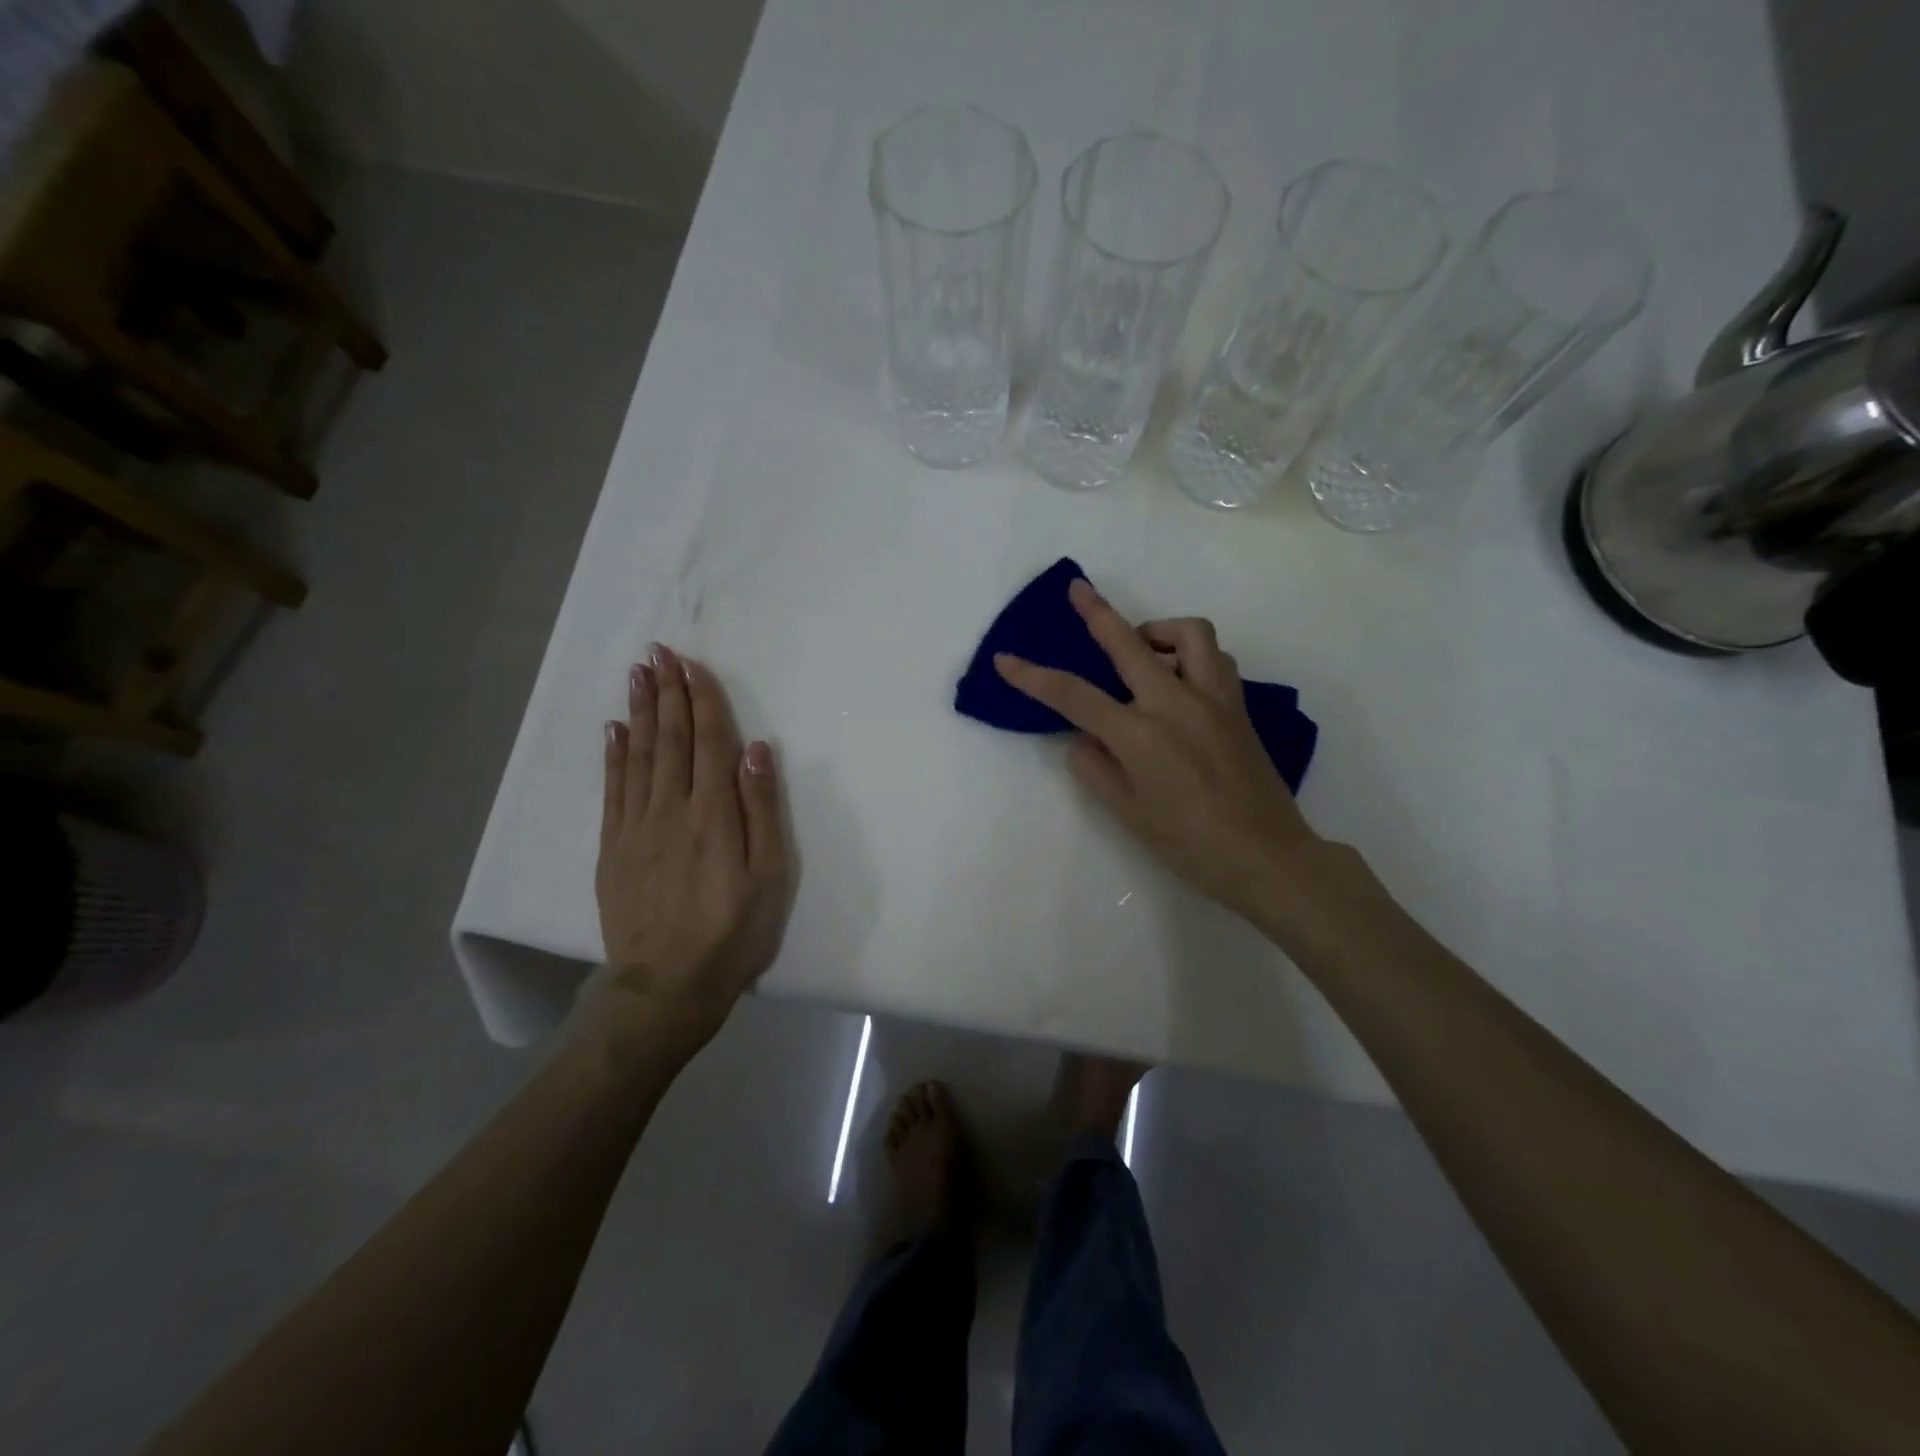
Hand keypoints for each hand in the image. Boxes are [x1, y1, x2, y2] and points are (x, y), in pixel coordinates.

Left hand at [590, 645, 793, 1051]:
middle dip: (667, 693)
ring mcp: (635, 828)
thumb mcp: (769, 876)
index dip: (702, 701)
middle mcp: (670, 810)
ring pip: (638, 756)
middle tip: (659, 653)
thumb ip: (762, 810)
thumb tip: (757, 750)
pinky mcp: (613, 848)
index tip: (693, 664)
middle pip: (669, 740)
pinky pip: (612, 789)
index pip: (708, 743)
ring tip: (637, 675)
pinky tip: (615, 731)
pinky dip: (614, 755)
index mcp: (713, 814)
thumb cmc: (733, 933)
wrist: (667, 987)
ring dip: (640, 712)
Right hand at [993, 578, 1324, 922]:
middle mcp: (1175, 703)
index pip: (1074, 695)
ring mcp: (1213, 699)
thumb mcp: (1128, 813)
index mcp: (1139, 734)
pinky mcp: (1238, 706)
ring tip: (1142, 646)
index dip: (1033, 676)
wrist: (1267, 857)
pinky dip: (1192, 655)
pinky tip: (1181, 679)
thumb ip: (1095, 768)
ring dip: (1158, 630)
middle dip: (1097, 612)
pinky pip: (1215, 659)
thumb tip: (1083, 737)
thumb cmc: (1190, 844)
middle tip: (1078, 589)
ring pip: (1189, 634)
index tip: (1006, 660)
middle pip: (1129, 642)